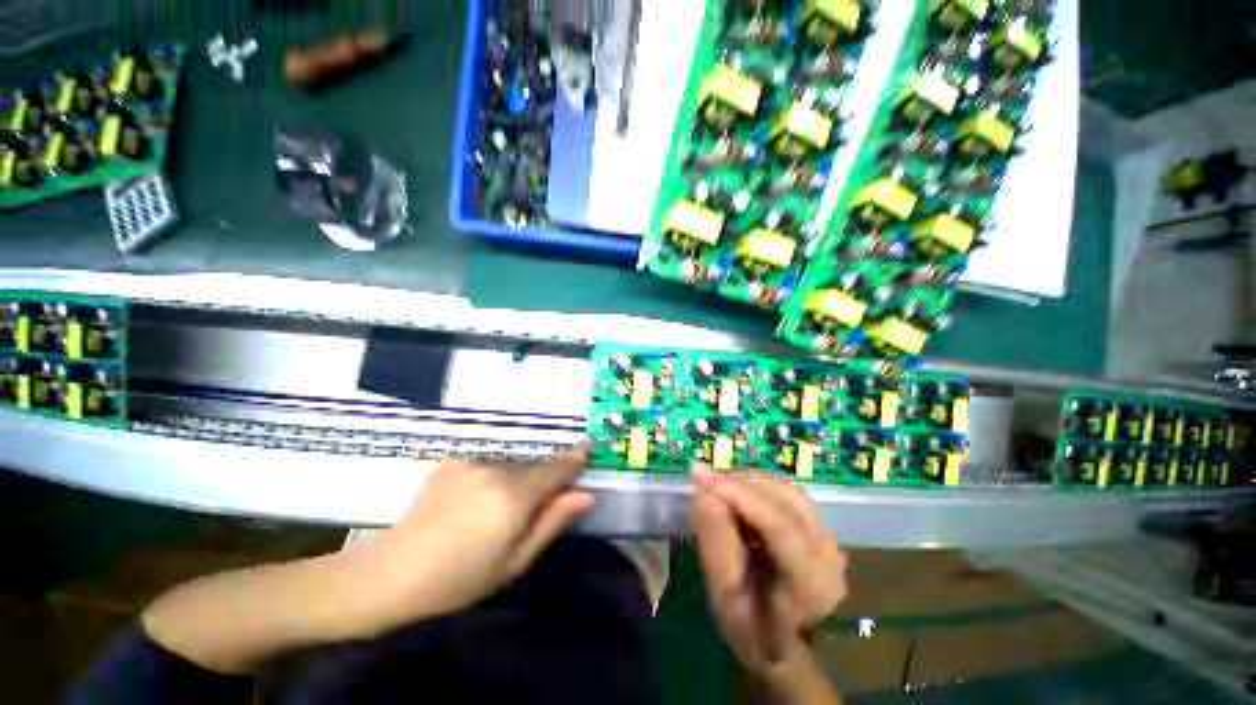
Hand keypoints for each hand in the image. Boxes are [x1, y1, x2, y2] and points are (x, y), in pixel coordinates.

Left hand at [358, 448, 595, 629]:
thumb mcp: (515, 561)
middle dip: (541, 479)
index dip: (574, 460)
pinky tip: (472, 501)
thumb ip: (553, 521)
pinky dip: (491, 476)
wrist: (391, 574)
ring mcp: (471, 461)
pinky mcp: (452, 461)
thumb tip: (586, 494)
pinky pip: (487, 463)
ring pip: (510, 464)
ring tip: (494, 511)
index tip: (588, 450)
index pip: (556, 468)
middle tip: (529, 508)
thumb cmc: (460, 579)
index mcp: (514, 496)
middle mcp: (496, 469)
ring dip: (515, 478)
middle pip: (533, 466)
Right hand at [690, 465, 845, 675]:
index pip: (777, 523)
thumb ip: (715, 542)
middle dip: (738, 482)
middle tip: (703, 479)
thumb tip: (703, 492)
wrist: (777, 642)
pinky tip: (737, 494)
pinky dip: (757, 486)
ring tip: (718, 486)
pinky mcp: (819, 527)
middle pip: (784, 498)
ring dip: (747, 481)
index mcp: (810, 584)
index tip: (700, 475)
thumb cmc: (747, 626)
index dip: (737, 493)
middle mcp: (828, 556)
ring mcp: (827, 539)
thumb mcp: (722, 594)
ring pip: (785, 489)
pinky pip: (786, 493)